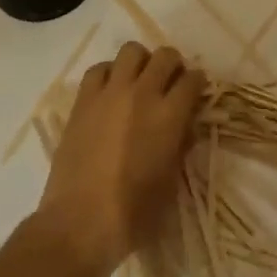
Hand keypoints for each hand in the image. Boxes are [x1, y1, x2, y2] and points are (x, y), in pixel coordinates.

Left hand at [34, 42, 204, 276]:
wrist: (78, 225)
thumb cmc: (132, 215)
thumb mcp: (170, 184)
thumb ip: (180, 147)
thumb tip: (184, 126)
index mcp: (169, 115)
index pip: (193, 80)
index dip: (198, 83)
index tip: (195, 92)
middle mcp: (143, 93)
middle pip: (166, 55)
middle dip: (173, 66)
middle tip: (170, 83)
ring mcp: (111, 93)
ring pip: (132, 51)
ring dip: (141, 62)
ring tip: (139, 81)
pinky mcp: (84, 100)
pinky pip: (99, 69)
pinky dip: (108, 74)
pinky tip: (109, 92)